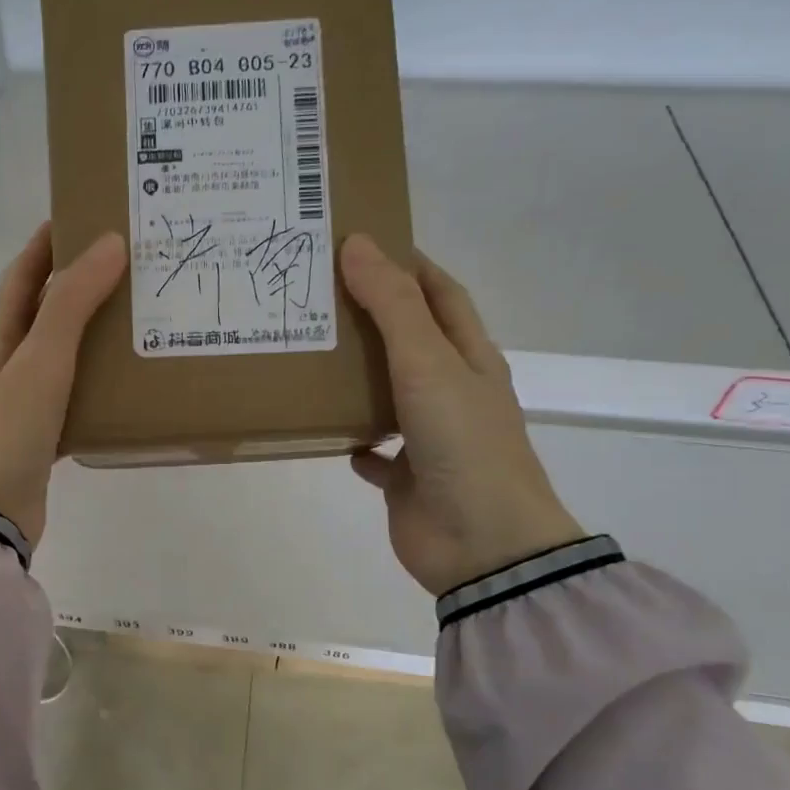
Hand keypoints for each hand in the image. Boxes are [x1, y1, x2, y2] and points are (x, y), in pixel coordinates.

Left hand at [0, 224, 126, 546]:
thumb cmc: (9, 431)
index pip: (22, 276)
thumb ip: (72, 304)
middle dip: (77, 285)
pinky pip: (70, 396)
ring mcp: (19, 402)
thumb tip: (109, 244)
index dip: (47, 244)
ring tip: (137, 318)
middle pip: (42, 312)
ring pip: (59, 355)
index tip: (83, 216)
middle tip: (128, 267)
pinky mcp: (38, 435)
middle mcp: (4, 364)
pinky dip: (94, 383)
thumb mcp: (41, 361)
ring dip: (90, 334)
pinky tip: (126, 384)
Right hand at [340, 235, 583, 595]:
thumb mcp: (428, 364)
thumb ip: (392, 307)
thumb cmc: (463, 444)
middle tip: (315, 296)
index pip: (440, 294)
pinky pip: (374, 451)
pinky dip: (352, 439)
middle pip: (409, 340)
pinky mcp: (406, 478)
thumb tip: (357, 244)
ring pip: (387, 394)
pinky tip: (323, 430)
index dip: (408, 264)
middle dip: (370, 316)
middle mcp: (451, 392)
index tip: (360, 244)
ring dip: (355, 376)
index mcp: (468, 358)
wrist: (482, 545)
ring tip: (307, 354)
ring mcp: (429, 437)